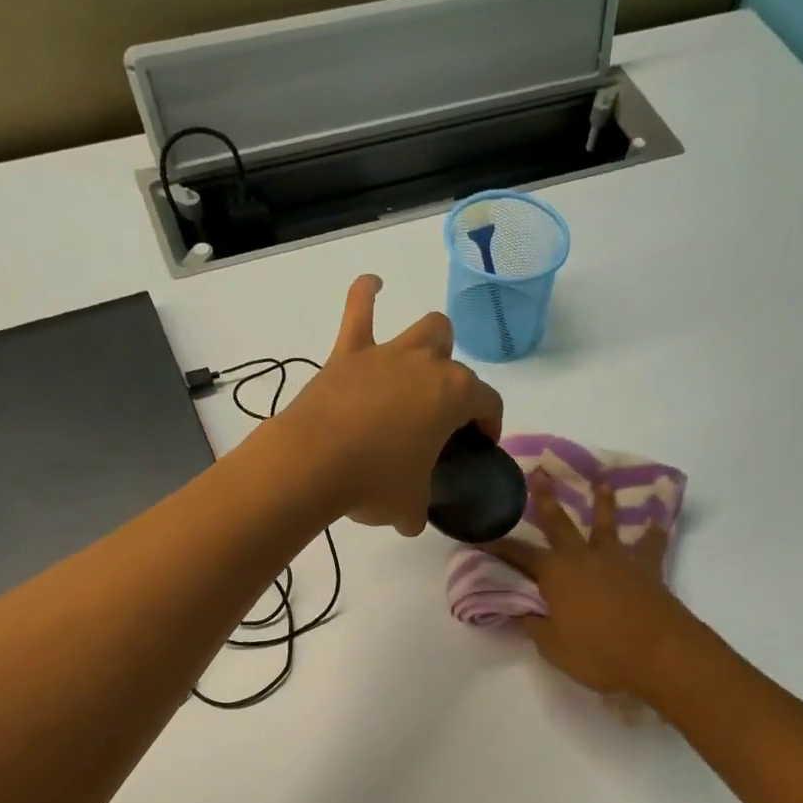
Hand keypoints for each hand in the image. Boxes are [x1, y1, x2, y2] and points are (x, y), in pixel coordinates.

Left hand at [279, 275, 502, 534]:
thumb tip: (411, 518)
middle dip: (455, 383)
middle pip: (456, 363)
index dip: (490, 423)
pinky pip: (359, 309)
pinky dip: (367, 294)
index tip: (479, 443)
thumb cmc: (374, 484)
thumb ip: (419, 508)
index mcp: (454, 397)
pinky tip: (372, 284)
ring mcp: (387, 354)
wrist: (312, 464)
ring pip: (425, 328)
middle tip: (439, 414)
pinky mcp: (348, 353)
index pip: (488, 402)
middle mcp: (427, 365)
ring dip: (431, 342)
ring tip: (424, 358)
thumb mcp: (411, 506)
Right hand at [487, 473, 693, 699]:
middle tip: (539, 471)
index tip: (482, 533)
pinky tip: (658, 516)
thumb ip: (534, 625)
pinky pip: (651, 544)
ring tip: (602, 479)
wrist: (660, 653)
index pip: (520, 555)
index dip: (499, 546)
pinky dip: (654, 530)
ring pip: (607, 523)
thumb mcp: (554, 647)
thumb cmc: (600, 653)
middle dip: (546, 498)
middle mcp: (583, 557)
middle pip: (560, 523)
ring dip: (603, 500)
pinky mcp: (647, 568)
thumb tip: (517, 611)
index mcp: (555, 574)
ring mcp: (618, 559)